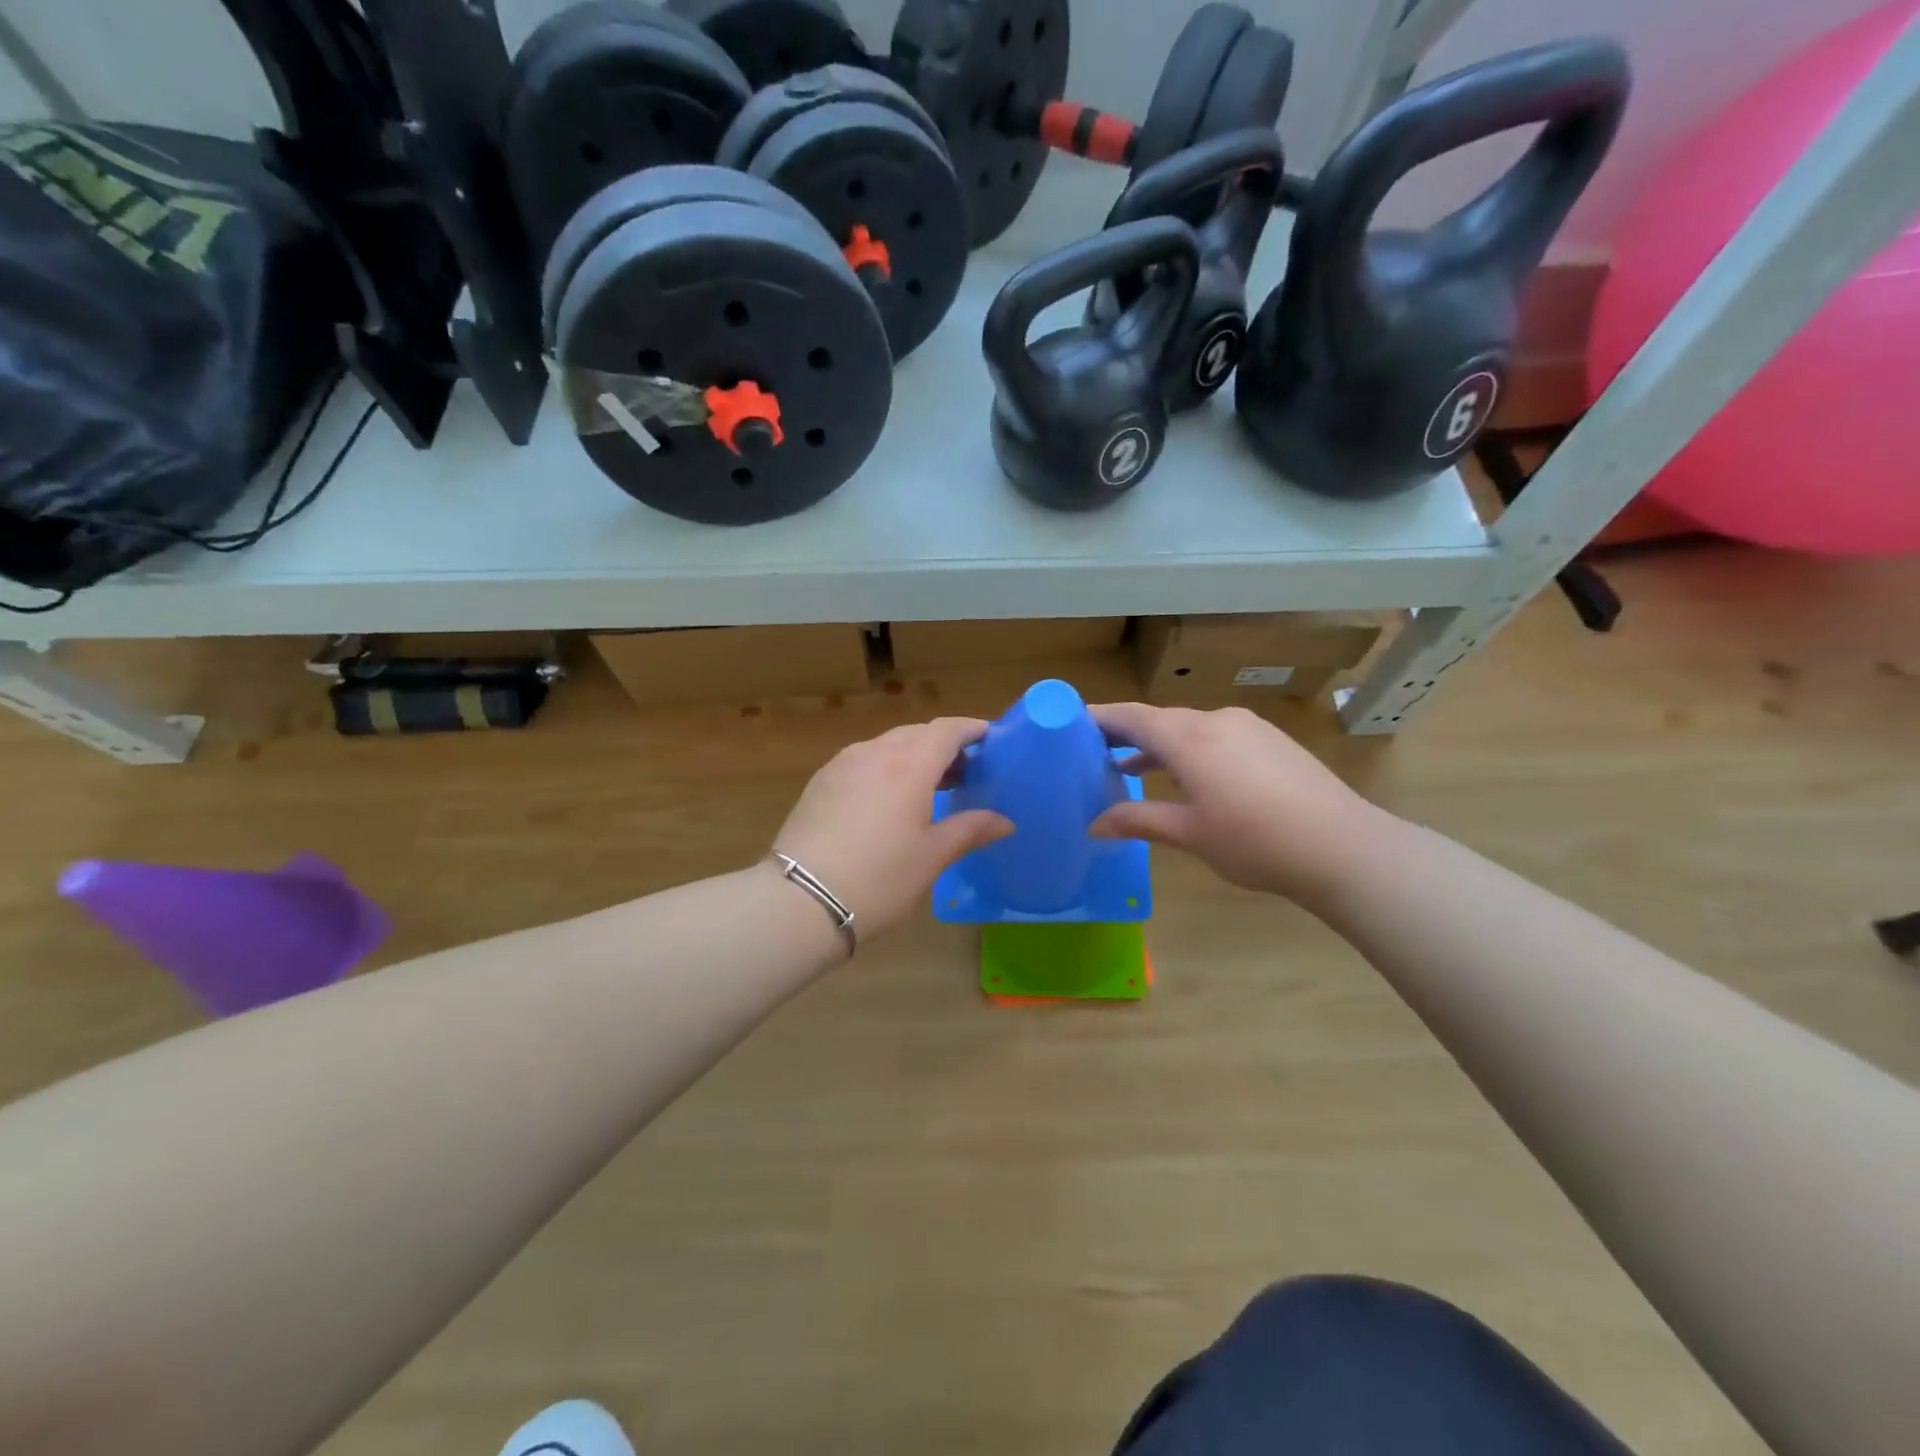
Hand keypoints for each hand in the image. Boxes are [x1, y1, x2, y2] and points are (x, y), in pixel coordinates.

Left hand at [774, 718, 1012, 939]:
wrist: (802, 899)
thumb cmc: (880, 877)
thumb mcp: (932, 856)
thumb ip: (970, 829)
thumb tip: (1005, 821)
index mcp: (910, 763)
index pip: (947, 729)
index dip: (971, 729)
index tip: (991, 738)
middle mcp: (875, 752)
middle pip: (918, 734)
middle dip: (944, 745)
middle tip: (966, 772)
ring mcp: (843, 764)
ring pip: (887, 745)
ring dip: (914, 756)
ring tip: (931, 786)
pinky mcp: (821, 781)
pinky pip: (863, 760)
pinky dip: (886, 767)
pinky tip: (889, 798)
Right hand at [1088, 703, 1388, 905]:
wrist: (1343, 847)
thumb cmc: (1255, 841)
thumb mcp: (1189, 833)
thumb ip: (1138, 820)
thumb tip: (1094, 825)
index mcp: (1189, 738)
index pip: (1131, 717)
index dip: (1098, 718)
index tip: (1068, 722)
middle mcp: (1216, 720)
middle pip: (1159, 720)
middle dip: (1125, 734)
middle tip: (1091, 751)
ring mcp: (1247, 728)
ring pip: (1189, 729)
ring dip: (1158, 746)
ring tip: (1129, 769)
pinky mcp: (1270, 741)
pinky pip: (1215, 736)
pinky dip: (1189, 751)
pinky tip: (1186, 778)